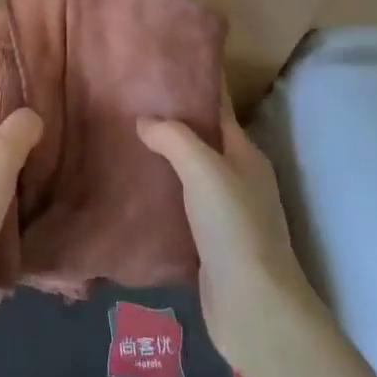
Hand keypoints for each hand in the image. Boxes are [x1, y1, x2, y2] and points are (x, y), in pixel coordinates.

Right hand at [138, 104, 316, 370]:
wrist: (253, 309)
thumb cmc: (234, 227)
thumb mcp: (204, 170)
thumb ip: (174, 138)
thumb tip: (144, 120)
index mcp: (245, 154)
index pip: (218, 108)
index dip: (193, 85)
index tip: (159, 67)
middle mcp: (239, 179)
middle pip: (202, 140)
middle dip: (171, 122)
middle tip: (128, 102)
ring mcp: (226, 213)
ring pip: (190, 175)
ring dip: (163, 159)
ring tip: (122, 140)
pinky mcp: (209, 244)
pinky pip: (181, 207)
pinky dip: (160, 195)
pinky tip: (132, 191)